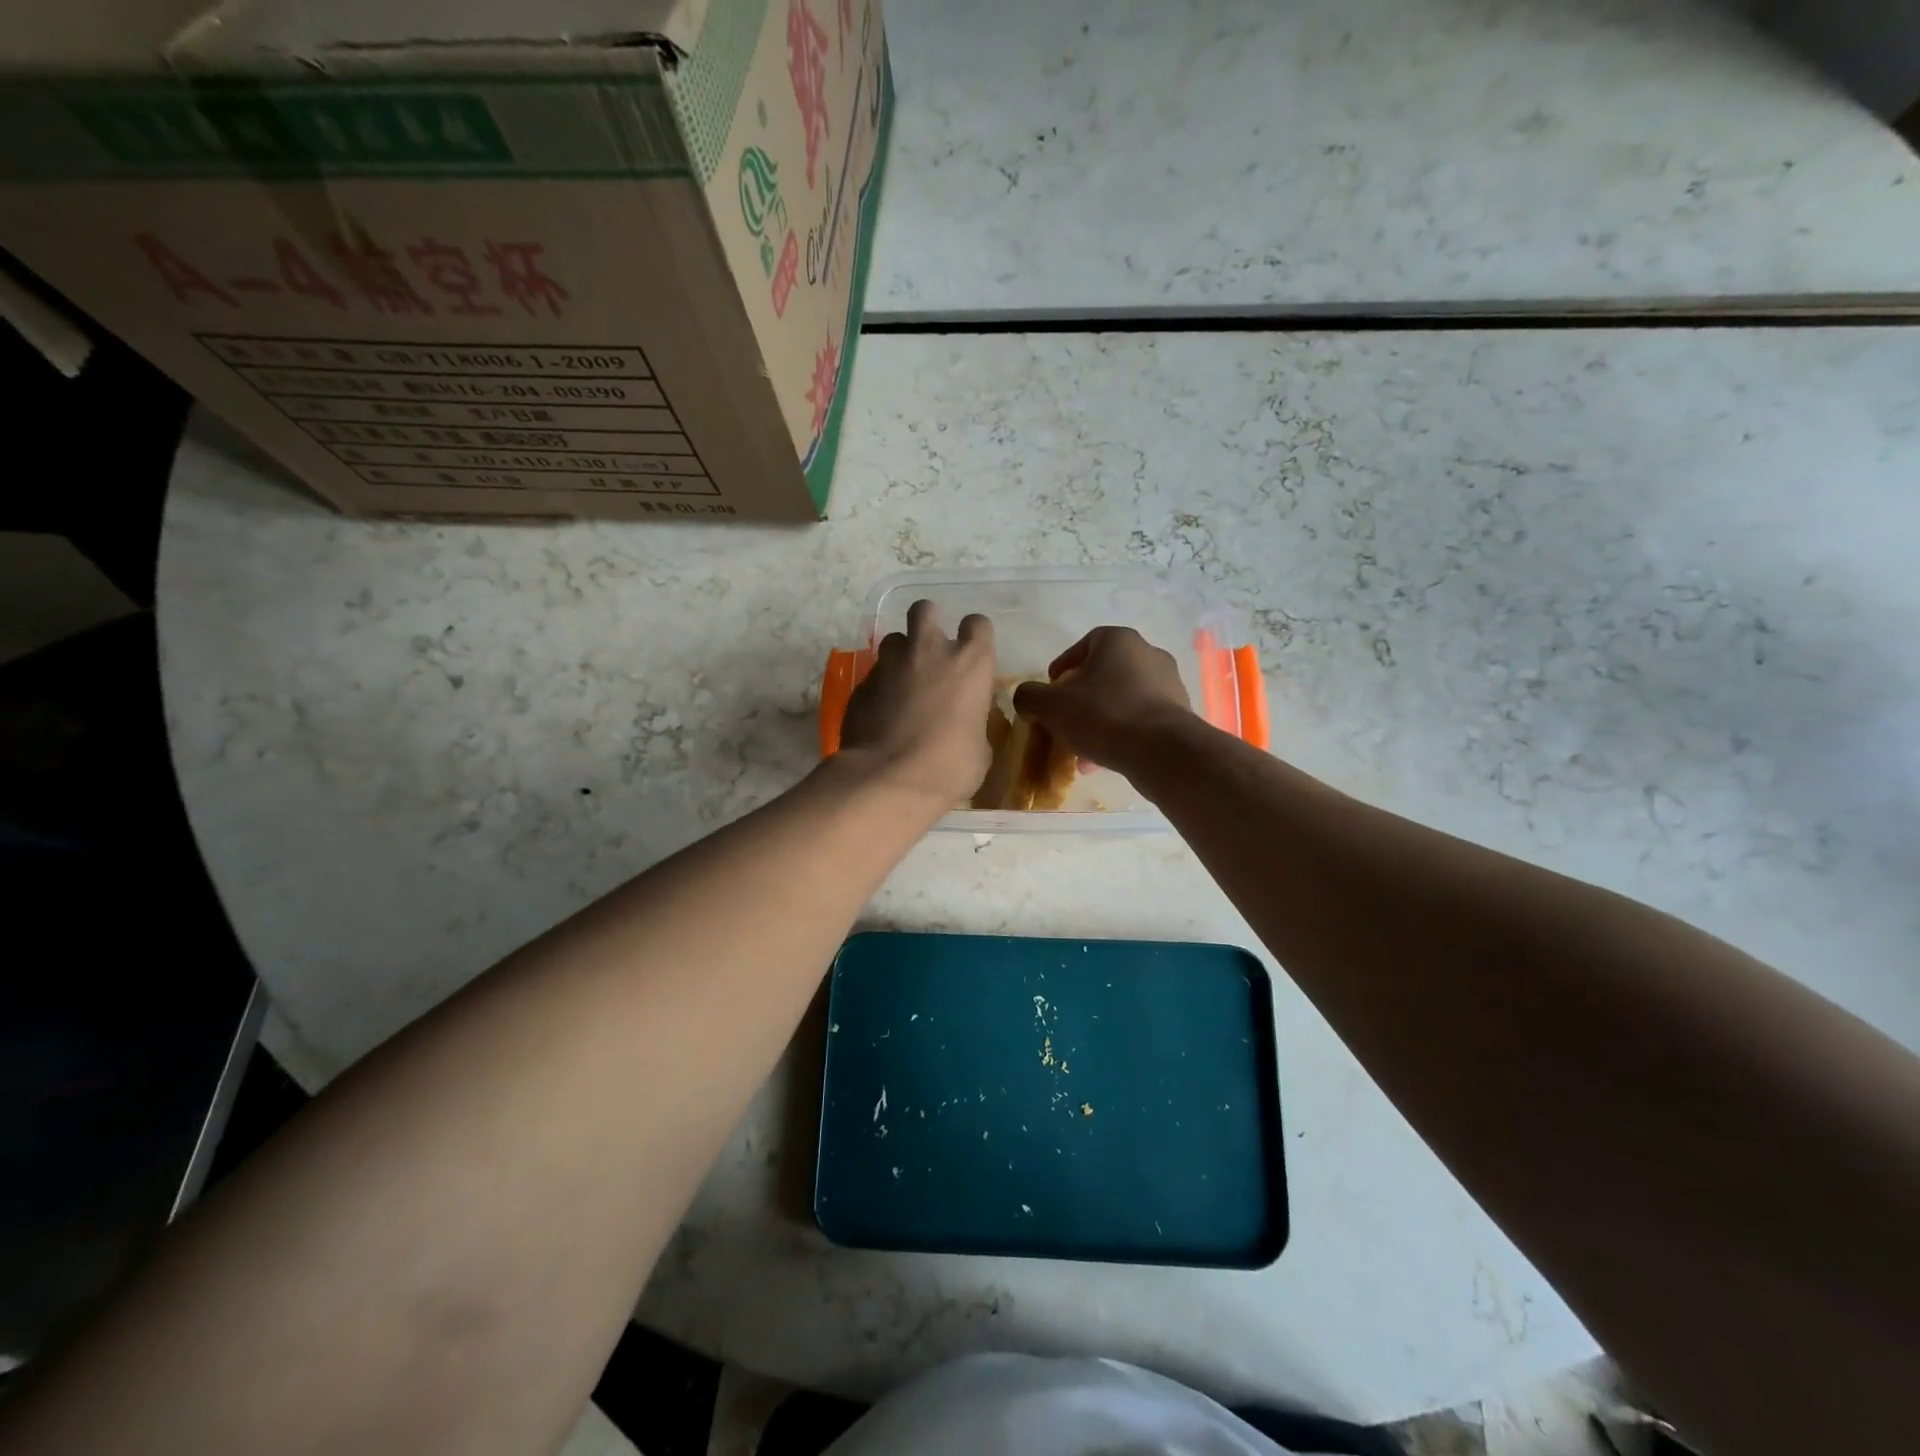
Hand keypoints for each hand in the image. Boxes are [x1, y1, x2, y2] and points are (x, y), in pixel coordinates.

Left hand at [837, 601, 995, 807]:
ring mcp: (890, 664)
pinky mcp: (862, 683)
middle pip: (925, 609)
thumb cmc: (949, 767)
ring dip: (901, 654)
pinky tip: (882, 712)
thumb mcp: (979, 749)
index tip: (973, 656)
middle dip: (928, 623)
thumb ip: (974, 723)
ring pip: (894, 639)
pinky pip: (874, 674)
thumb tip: (966, 725)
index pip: (978, 624)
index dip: (975, 637)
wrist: (888, 780)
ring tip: (903, 681)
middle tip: (931, 651)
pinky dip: (880, 686)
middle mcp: (929, 650)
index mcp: (970, 663)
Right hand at [1012, 627, 1192, 778]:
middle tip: (1064, 721)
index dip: (1063, 666)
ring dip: (1099, 720)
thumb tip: (1026, 698)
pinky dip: (1121, 733)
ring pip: (1122, 700)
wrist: (1162, 751)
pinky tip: (1104, 759)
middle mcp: (1148, 654)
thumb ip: (1030, 697)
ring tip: (1081, 750)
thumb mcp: (1051, 706)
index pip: (1084, 644)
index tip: (1051, 690)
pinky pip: (1141, 719)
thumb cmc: (1103, 715)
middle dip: (1081, 699)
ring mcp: (1169, 684)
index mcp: (1119, 640)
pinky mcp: (1179, 714)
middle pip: (1104, 674)